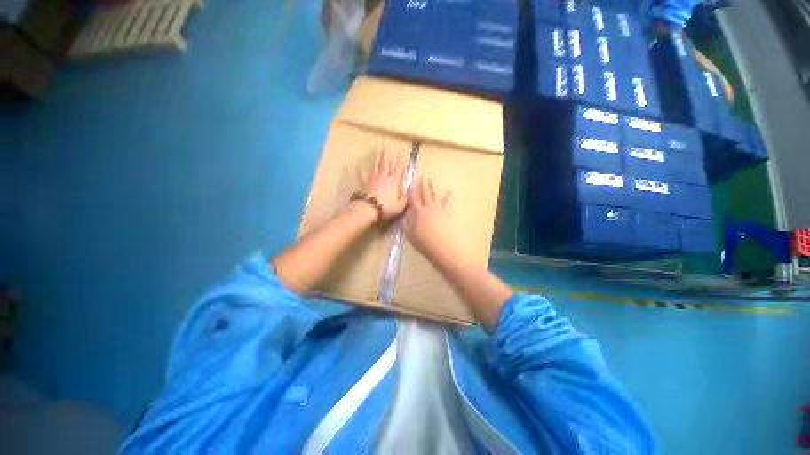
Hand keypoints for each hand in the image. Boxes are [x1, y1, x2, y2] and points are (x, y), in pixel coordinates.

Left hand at [363, 149, 407, 220]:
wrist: (369, 209)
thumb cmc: (386, 207)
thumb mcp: (400, 206)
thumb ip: (406, 199)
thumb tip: (411, 194)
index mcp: (393, 181)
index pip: (398, 168)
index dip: (399, 160)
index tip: (400, 151)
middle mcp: (383, 177)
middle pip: (386, 163)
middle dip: (388, 153)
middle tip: (387, 143)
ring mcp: (373, 178)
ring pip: (376, 165)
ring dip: (377, 156)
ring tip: (377, 147)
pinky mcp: (364, 183)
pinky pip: (360, 175)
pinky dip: (357, 170)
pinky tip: (354, 165)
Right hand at [404, 177, 453, 257]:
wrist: (441, 246)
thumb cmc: (423, 242)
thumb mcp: (409, 235)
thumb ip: (406, 225)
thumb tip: (404, 218)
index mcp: (418, 212)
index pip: (414, 199)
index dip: (412, 191)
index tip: (411, 184)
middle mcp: (428, 207)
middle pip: (424, 194)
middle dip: (422, 185)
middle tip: (422, 177)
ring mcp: (438, 209)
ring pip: (434, 195)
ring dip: (432, 187)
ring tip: (431, 180)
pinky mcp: (446, 213)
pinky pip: (447, 202)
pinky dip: (449, 196)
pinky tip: (450, 191)